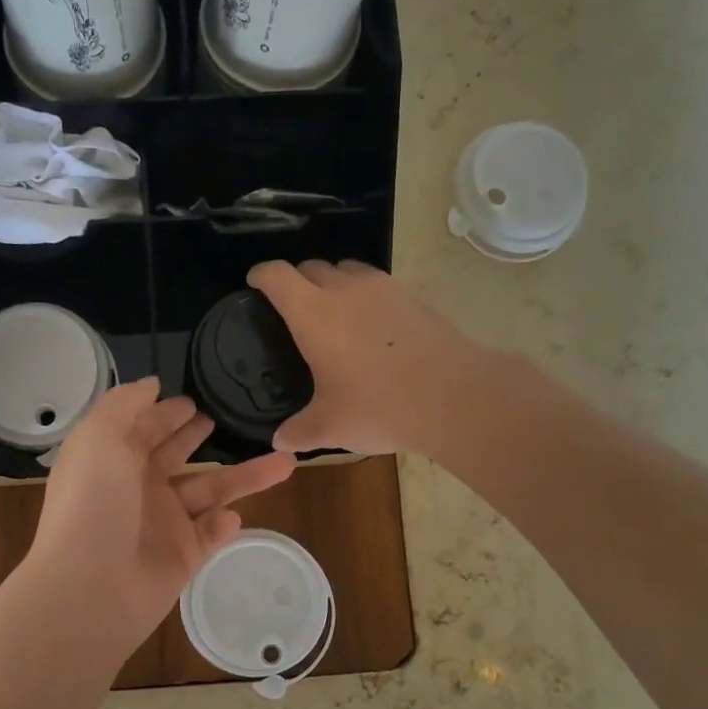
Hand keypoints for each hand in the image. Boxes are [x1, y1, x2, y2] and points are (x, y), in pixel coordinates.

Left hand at [21, 378, 295, 661]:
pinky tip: (233, 516)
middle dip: (196, 436)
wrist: (91, 586)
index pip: (144, 427)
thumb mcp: (99, 437)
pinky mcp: (183, 556)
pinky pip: (211, 533)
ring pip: (211, 491)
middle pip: (176, 455)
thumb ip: (125, 404)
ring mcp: (162, 523)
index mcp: (114, 458)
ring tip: (286, 460)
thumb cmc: (93, 504)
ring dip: (245, 477)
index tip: (194, 397)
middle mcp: (138, 487)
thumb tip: (153, 384)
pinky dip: (224, 524)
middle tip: (224, 418)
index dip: (166, 412)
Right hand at [248, 260, 487, 455]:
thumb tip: (279, 441)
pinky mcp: (413, 297)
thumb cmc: (378, 406)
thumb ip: (298, 431)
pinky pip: (378, 285)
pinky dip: (365, 296)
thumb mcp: (329, 426)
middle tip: (292, 306)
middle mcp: (345, 290)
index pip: (277, 276)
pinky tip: (372, 326)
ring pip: (348, 269)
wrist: (453, 396)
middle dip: (296, 280)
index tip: (255, 283)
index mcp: (313, 313)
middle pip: (312, 267)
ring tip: (333, 311)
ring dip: (333, 282)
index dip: (261, 275)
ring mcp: (383, 289)